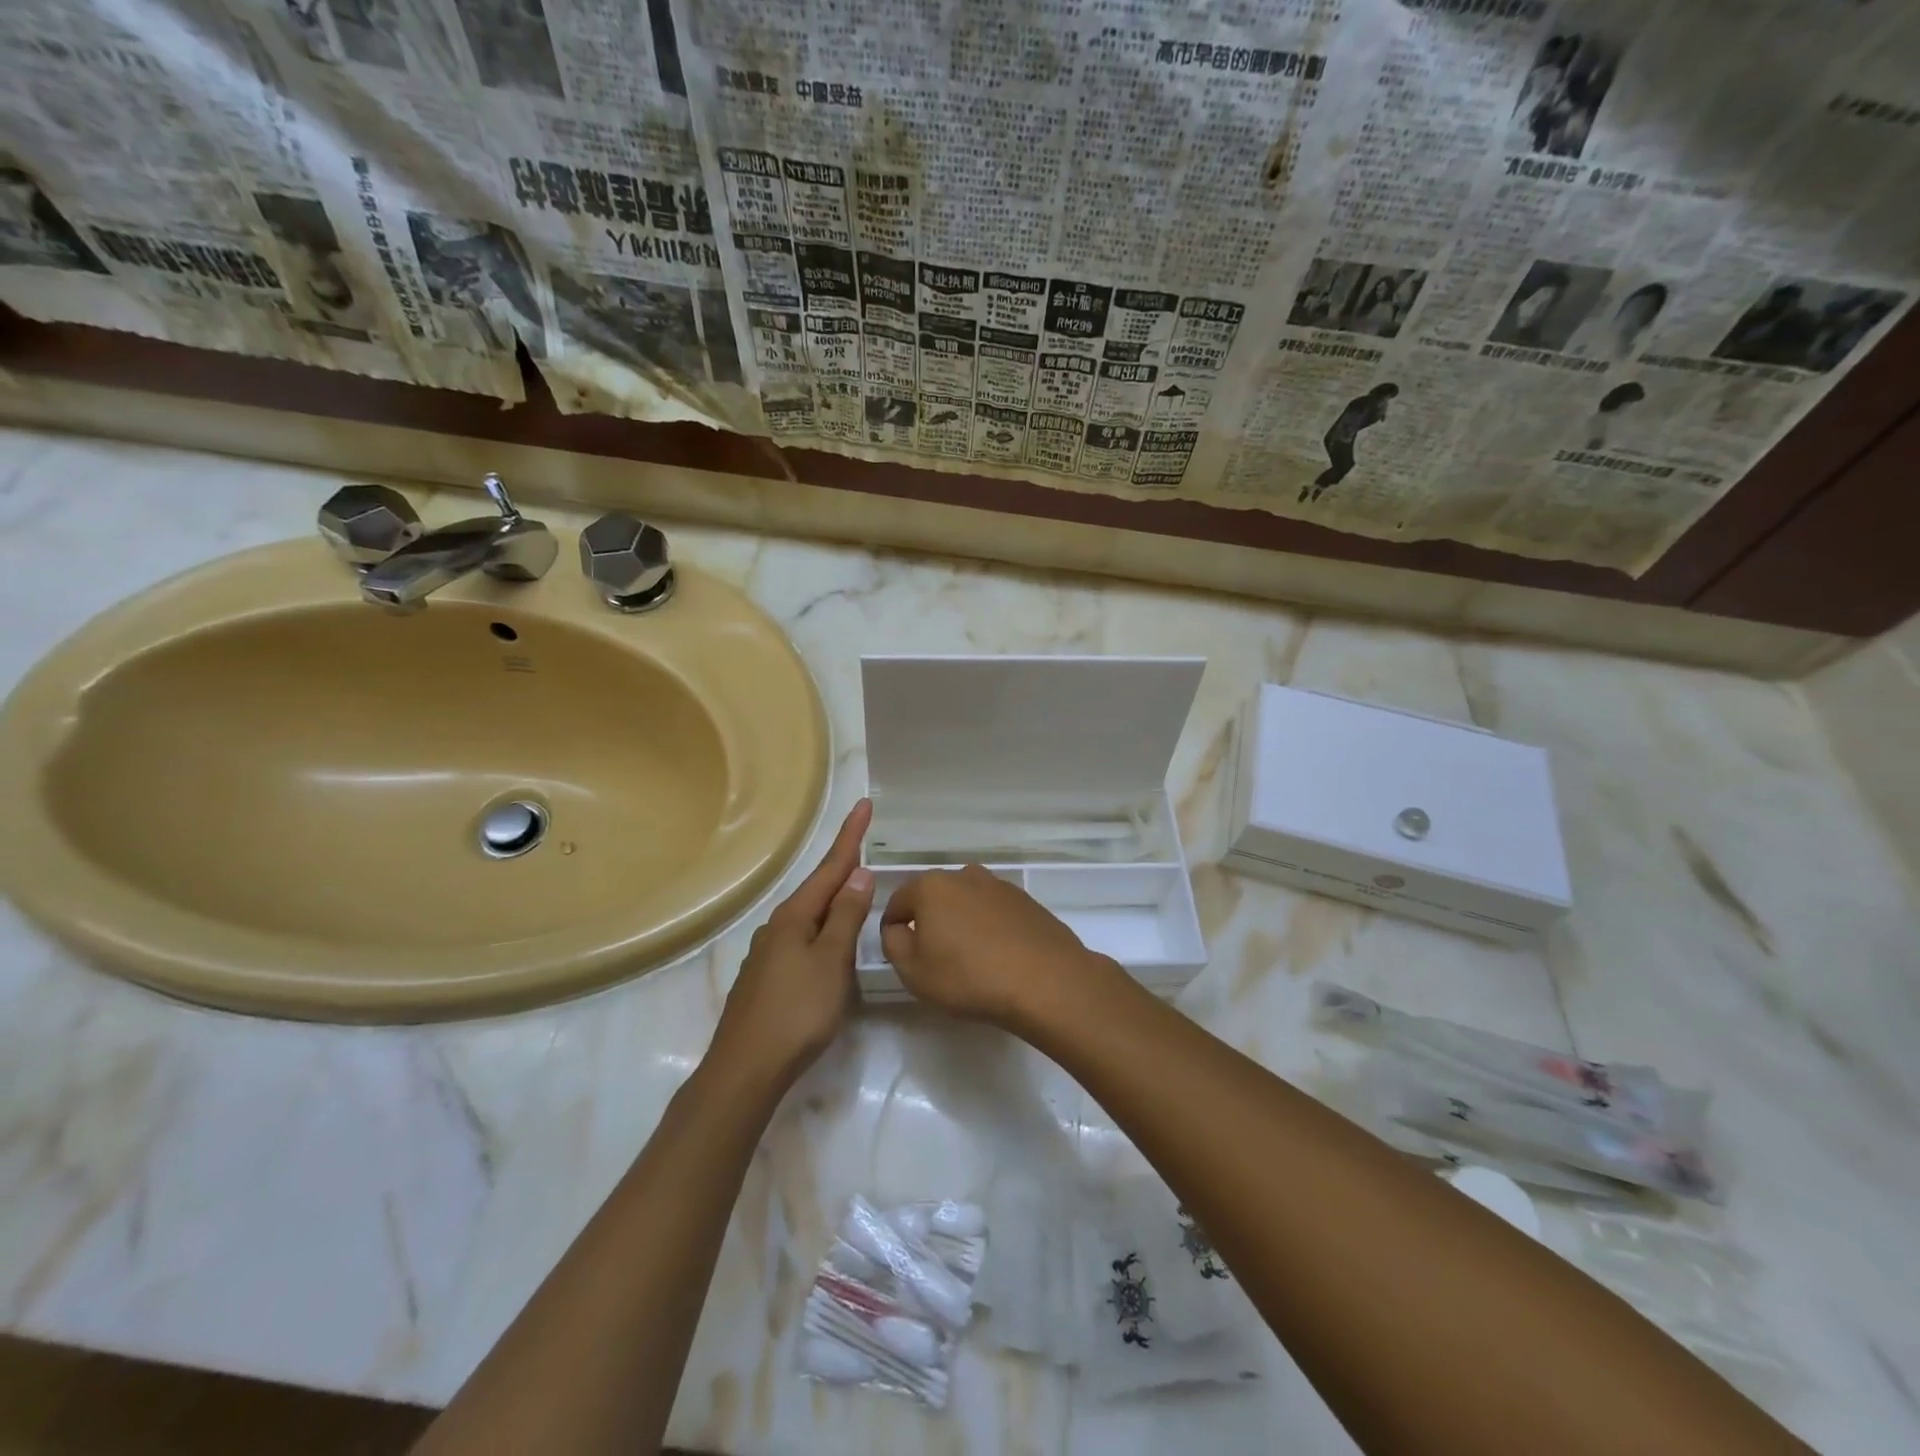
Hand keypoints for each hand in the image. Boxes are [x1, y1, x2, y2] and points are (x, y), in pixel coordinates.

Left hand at [710, 799, 873, 1085]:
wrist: (745, 1069)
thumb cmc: (796, 1012)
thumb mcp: (831, 962)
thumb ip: (845, 917)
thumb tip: (859, 875)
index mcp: (794, 917)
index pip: (830, 867)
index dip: (851, 837)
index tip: (864, 804)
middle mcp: (778, 927)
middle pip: (818, 888)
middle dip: (842, 864)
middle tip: (864, 840)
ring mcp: (769, 953)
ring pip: (809, 915)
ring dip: (833, 896)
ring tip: (854, 886)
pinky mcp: (767, 978)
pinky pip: (803, 938)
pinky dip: (823, 926)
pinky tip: (829, 939)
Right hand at [880, 865, 1114, 1027]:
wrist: (1045, 981)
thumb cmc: (969, 977)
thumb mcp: (913, 971)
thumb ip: (893, 943)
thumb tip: (897, 928)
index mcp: (931, 886)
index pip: (898, 901)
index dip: (892, 927)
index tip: (899, 953)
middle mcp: (965, 875)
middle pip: (934, 897)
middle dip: (928, 922)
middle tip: (933, 958)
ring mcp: (999, 886)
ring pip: (966, 902)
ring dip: (961, 923)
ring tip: (968, 958)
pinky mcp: (1026, 901)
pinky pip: (994, 912)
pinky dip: (989, 928)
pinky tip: (998, 956)